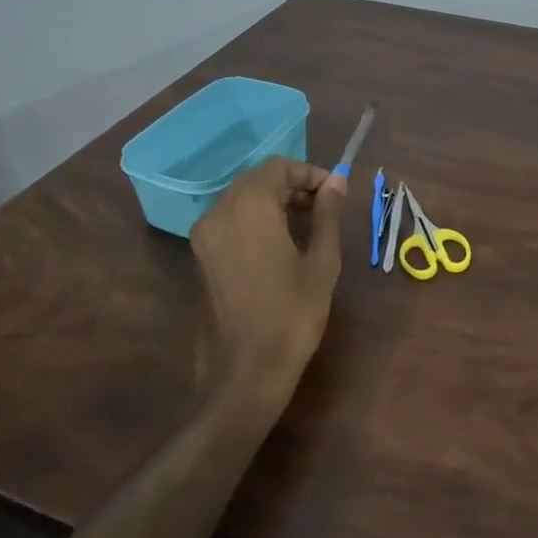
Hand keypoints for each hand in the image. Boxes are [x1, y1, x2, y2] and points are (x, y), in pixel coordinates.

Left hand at [191, 157, 344, 400]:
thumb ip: (327, 214)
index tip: (334, 192)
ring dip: (273, 199)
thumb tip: (336, 182)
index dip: (309, 173)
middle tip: (323, 205)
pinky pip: (230, 218)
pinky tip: (279, 239)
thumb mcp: (322, 261)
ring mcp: (205, 234)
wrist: (247, 370)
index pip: (279, 167)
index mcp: (250, 208)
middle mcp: (220, 211)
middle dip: (292, 184)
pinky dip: (255, 216)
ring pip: (241, 196)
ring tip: (306, 222)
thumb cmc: (293, 314)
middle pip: (258, 178)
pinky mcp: (201, 254)